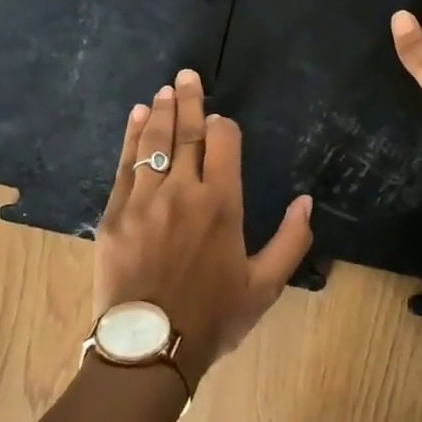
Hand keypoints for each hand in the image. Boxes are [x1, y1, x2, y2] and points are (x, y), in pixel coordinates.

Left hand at [94, 68, 313, 387]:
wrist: (150, 347)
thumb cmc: (213, 317)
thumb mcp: (265, 286)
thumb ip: (291, 241)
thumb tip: (307, 201)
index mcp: (222, 204)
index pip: (223, 143)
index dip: (223, 125)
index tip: (221, 119)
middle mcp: (183, 191)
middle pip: (187, 134)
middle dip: (190, 100)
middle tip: (187, 74)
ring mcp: (144, 199)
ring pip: (153, 143)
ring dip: (161, 111)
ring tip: (165, 89)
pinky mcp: (115, 213)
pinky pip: (124, 165)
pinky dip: (131, 137)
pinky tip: (136, 117)